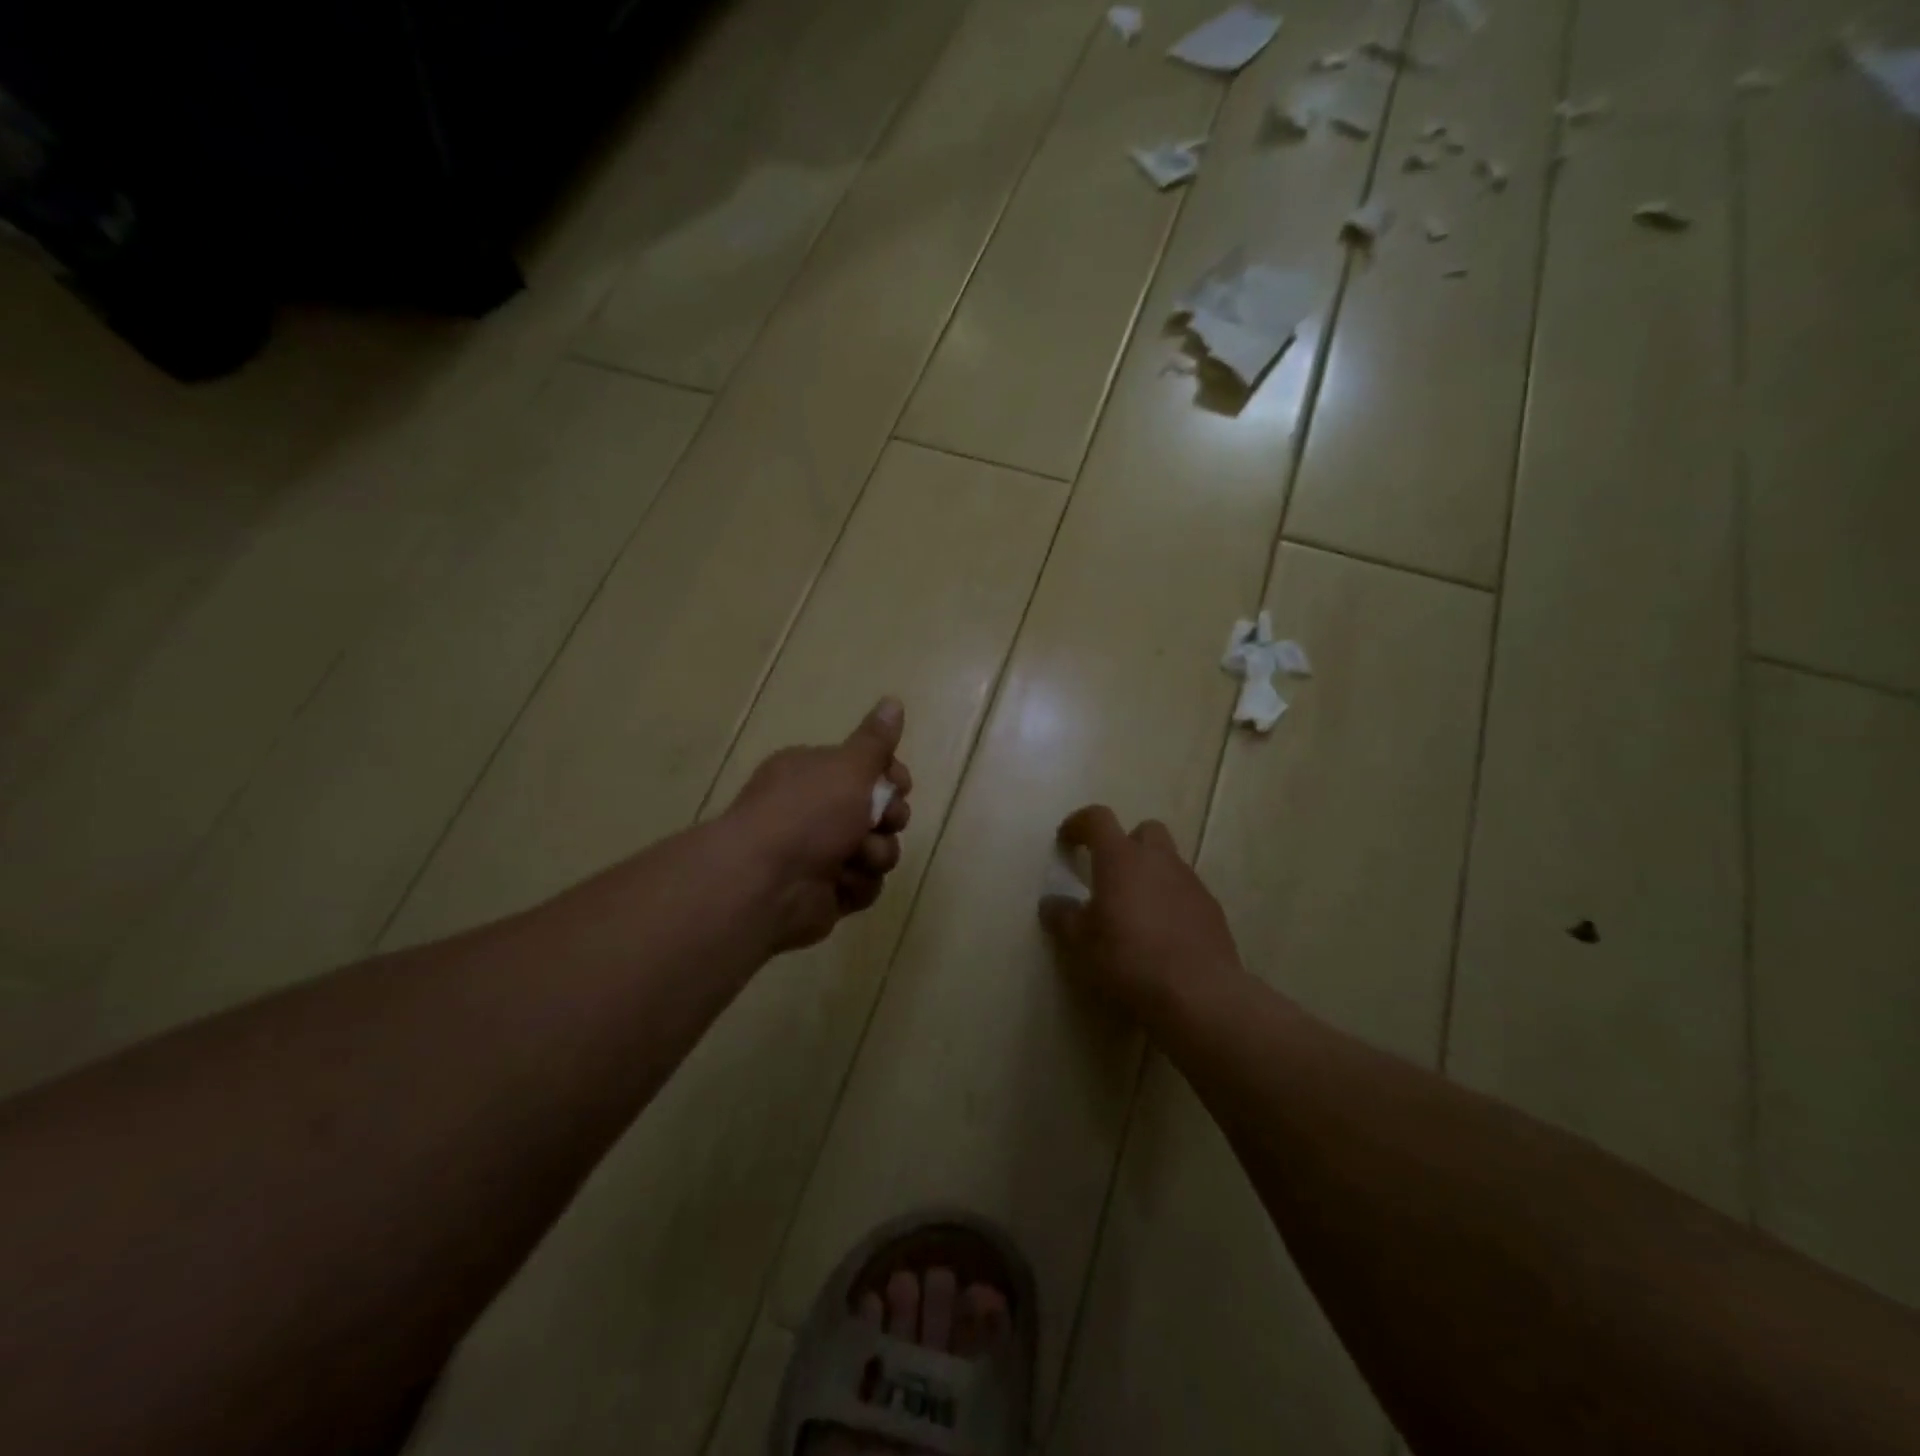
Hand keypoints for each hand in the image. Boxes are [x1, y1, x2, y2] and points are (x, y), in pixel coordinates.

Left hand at [722, 698, 912, 952]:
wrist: (765, 882)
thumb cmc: (807, 813)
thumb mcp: (848, 767)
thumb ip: (875, 740)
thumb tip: (893, 700)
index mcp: (813, 772)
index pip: (866, 768)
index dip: (890, 776)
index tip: (899, 784)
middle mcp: (815, 810)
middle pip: (878, 811)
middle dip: (888, 818)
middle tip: (882, 821)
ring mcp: (820, 853)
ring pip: (877, 851)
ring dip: (874, 855)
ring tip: (856, 858)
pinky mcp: (826, 892)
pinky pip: (864, 885)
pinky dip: (857, 885)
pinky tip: (839, 884)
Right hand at [1038, 805, 1242, 1025]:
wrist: (1199, 993)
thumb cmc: (1129, 959)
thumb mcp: (1080, 943)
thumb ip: (1063, 917)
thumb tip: (1051, 903)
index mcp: (1120, 858)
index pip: (1097, 819)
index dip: (1079, 823)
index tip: (1066, 841)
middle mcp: (1158, 860)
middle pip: (1144, 831)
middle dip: (1126, 843)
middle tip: (1110, 874)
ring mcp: (1190, 882)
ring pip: (1168, 862)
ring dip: (1150, 874)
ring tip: (1135, 911)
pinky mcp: (1212, 908)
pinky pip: (1186, 891)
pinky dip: (1171, 901)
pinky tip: (1162, 934)